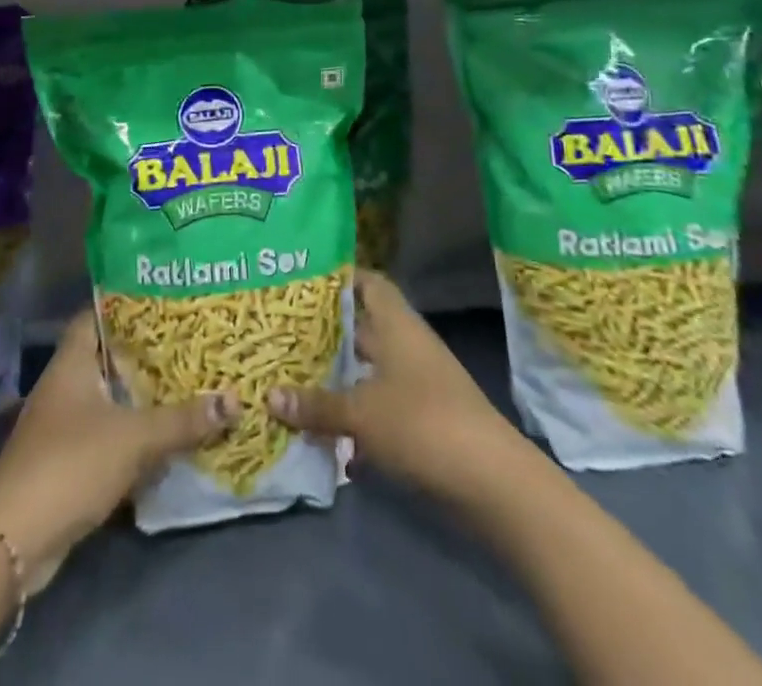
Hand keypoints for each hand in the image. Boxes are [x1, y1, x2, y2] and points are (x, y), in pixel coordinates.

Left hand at [0, 310, 239, 590]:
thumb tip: (234, 399)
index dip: (128, 304)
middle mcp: (66, 385)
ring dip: (144, 397)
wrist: (13, 540)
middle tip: (192, 340)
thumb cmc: (70, 464)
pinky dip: (135, 434)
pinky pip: (110, 435)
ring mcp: (65, 425)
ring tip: (189, 382)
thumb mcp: (134, 437)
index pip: (98, 315)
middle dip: (147, 353)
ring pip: (112, 398)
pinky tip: (168, 435)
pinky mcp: (69, 462)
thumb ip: (182, 420)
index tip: (166, 299)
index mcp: (72, 362)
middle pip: (110, 357)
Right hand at [269, 269, 513, 498]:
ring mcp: (418, 384)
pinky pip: (380, 407)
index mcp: (397, 325)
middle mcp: (407, 346)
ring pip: (369, 371)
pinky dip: (356, 418)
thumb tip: (270, 395)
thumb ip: (316, 404)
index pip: (368, 283)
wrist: (491, 482)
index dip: (339, 278)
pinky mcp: (423, 421)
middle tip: (283, 334)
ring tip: (294, 380)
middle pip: (363, 328)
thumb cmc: (422, 423)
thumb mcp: (361, 413)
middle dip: (327, 334)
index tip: (302, 282)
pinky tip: (326, 436)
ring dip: (339, 379)